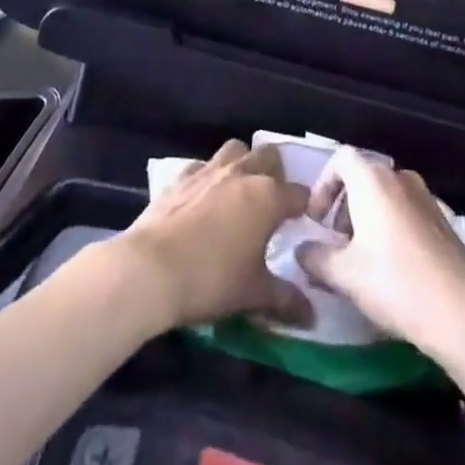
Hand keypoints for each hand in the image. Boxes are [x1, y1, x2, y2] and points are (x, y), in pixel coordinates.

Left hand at [110, 140, 310, 330]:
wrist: (151, 268)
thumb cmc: (211, 279)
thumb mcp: (253, 294)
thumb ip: (286, 299)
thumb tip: (312, 315)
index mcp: (267, 196)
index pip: (298, 194)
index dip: (305, 207)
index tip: (305, 223)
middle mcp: (242, 173)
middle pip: (269, 156)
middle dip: (276, 174)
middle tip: (272, 203)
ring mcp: (210, 169)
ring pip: (236, 150)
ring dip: (243, 164)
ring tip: (241, 192)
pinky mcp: (181, 176)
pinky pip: (203, 165)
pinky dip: (209, 176)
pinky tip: (205, 198)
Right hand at [294, 148, 464, 352]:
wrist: (462, 310)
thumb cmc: (395, 282)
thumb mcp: (344, 274)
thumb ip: (316, 258)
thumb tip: (301, 250)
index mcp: (373, 179)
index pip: (340, 159)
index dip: (323, 185)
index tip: (317, 220)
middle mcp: (399, 177)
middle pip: (363, 176)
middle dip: (343, 205)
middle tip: (335, 243)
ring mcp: (425, 196)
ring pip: (385, 196)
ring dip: (367, 218)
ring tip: (361, 259)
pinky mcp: (443, 220)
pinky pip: (406, 212)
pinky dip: (391, 228)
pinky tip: (392, 268)